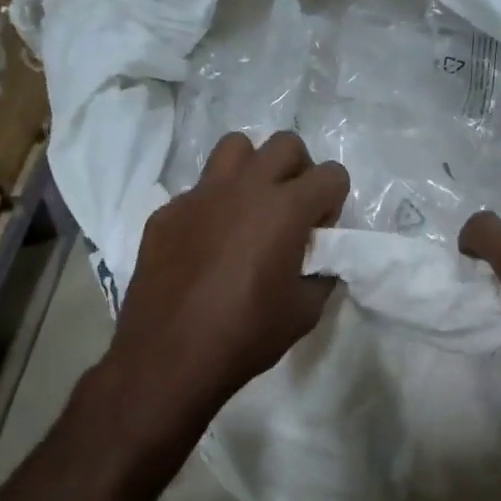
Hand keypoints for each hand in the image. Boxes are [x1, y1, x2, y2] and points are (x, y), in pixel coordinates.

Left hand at [106, 132, 348, 430]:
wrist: (168, 357)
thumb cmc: (246, 335)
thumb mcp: (305, 312)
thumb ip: (322, 275)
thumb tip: (321, 262)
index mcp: (285, 209)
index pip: (332, 174)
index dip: (334, 201)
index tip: (321, 232)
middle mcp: (245, 188)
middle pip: (285, 143)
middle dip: (299, 170)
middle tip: (292, 210)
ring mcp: (200, 195)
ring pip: (235, 147)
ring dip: (253, 169)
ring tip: (250, 208)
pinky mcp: (166, 212)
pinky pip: (198, 190)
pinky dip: (212, 206)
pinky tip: (206, 245)